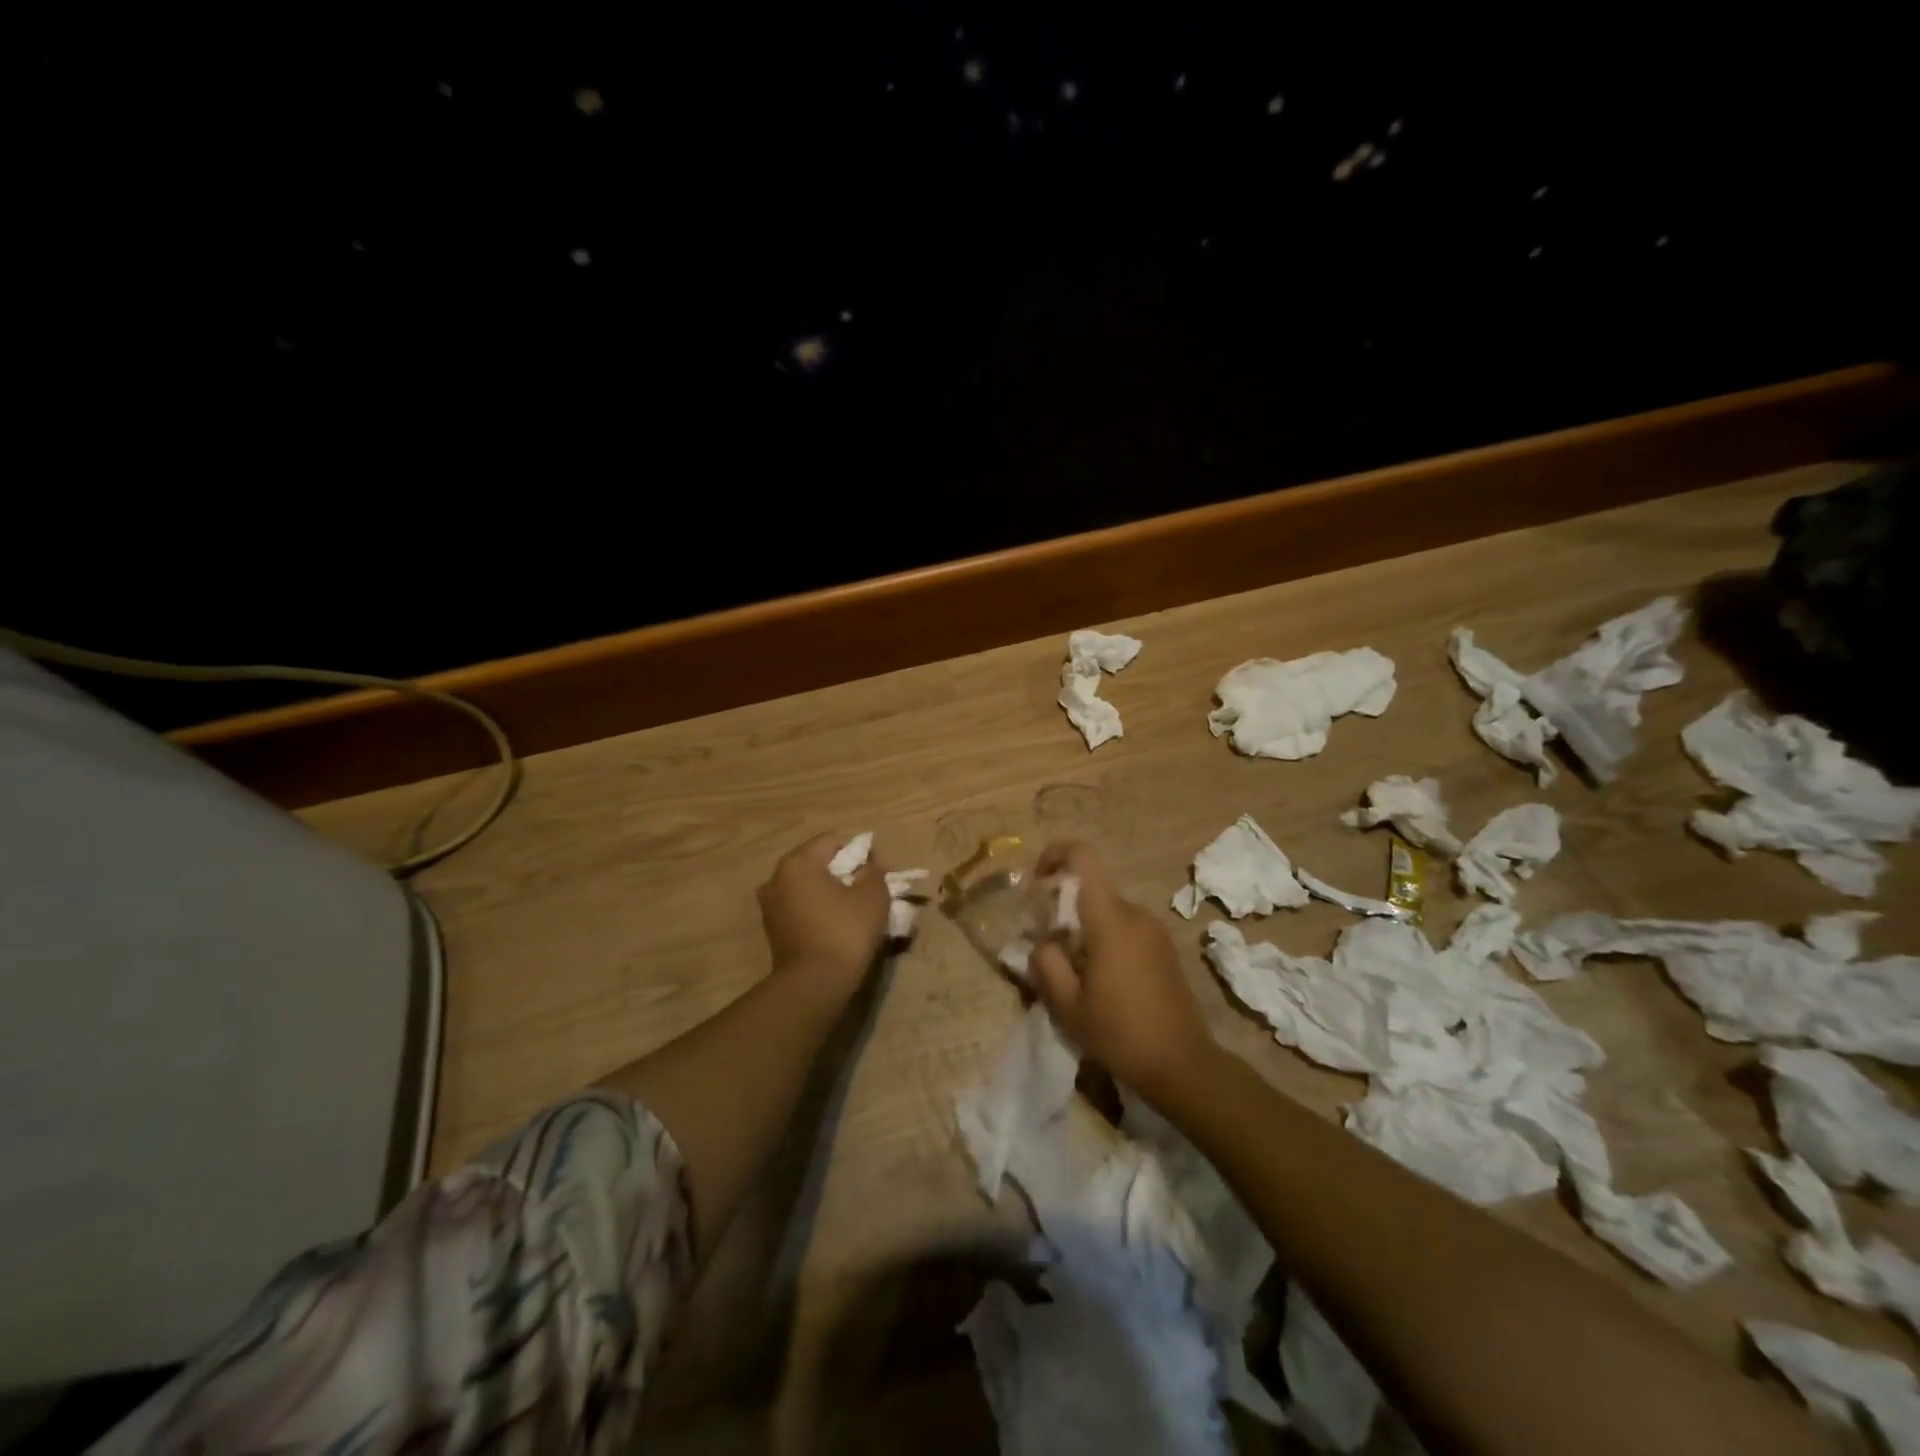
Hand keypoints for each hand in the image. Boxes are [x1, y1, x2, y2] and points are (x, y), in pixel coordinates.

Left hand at [757, 834, 891, 1002]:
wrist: (814, 985)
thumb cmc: (845, 931)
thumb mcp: (873, 896)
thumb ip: (874, 871)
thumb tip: (869, 865)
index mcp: (798, 862)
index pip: (833, 841)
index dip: (859, 853)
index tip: (876, 874)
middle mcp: (776, 878)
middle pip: (818, 863)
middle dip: (844, 873)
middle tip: (868, 892)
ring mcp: (770, 905)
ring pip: (808, 887)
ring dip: (831, 893)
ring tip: (854, 912)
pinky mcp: (773, 930)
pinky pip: (801, 908)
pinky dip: (819, 911)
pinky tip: (836, 928)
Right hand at [1028, 841, 1215, 1095]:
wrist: (1182, 1065)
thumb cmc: (1120, 1033)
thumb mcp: (1067, 1005)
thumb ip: (1045, 964)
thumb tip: (1042, 943)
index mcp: (1110, 920)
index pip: (1084, 858)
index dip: (1055, 854)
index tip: (1036, 879)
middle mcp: (1135, 914)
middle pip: (1092, 889)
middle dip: (1063, 906)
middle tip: (1046, 944)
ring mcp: (1154, 931)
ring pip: (1108, 911)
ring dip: (1084, 927)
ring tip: (1072, 970)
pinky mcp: (1165, 949)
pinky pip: (1126, 928)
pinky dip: (1105, 939)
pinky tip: (1100, 980)